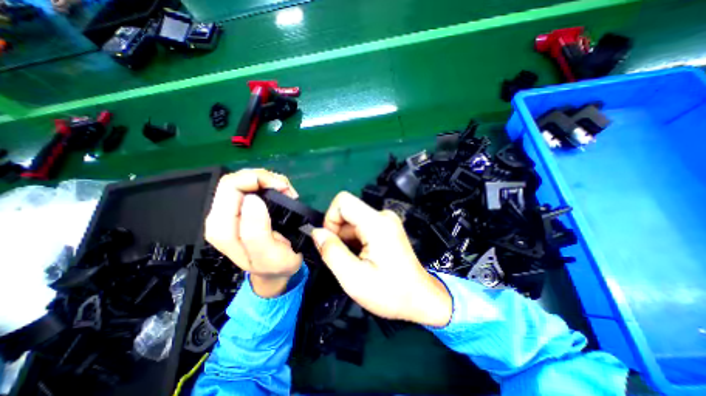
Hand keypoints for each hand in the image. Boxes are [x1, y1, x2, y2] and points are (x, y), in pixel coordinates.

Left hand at [205, 169, 301, 296]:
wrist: (275, 271)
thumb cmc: (275, 266)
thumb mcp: (269, 256)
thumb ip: (256, 232)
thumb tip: (253, 199)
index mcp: (223, 227)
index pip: (231, 186)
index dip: (257, 180)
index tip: (282, 189)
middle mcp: (222, 216)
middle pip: (237, 180)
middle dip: (265, 179)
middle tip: (286, 190)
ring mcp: (232, 211)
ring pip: (246, 180)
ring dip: (270, 182)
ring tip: (287, 194)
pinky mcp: (243, 208)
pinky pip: (254, 186)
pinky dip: (271, 186)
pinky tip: (283, 195)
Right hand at [312, 192, 453, 327]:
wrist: (421, 298)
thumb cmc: (390, 293)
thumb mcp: (354, 279)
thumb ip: (331, 252)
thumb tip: (316, 232)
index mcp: (377, 223)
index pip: (343, 201)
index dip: (330, 218)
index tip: (331, 242)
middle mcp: (383, 216)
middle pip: (347, 211)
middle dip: (338, 233)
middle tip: (344, 258)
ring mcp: (386, 221)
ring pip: (353, 221)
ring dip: (347, 239)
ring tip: (356, 261)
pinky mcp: (387, 227)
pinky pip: (362, 226)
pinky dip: (355, 240)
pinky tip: (363, 258)